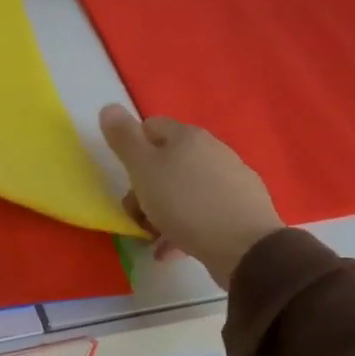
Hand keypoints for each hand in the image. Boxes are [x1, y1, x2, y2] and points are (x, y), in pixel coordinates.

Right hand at [98, 105, 283, 286]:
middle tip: (137, 214)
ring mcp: (232, 178)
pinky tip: (175, 248)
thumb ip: (124, 138)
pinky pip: (204, 211)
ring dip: (164, 210)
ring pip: (185, 189)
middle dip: (146, 187)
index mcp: (187, 136)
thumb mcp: (143, 169)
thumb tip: (109, 107)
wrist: (245, 246)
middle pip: (167, 161)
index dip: (132, 149)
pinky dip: (186, 226)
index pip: (150, 127)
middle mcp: (213, 150)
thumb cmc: (184, 203)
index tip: (126, 178)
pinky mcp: (244, 207)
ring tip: (154, 237)